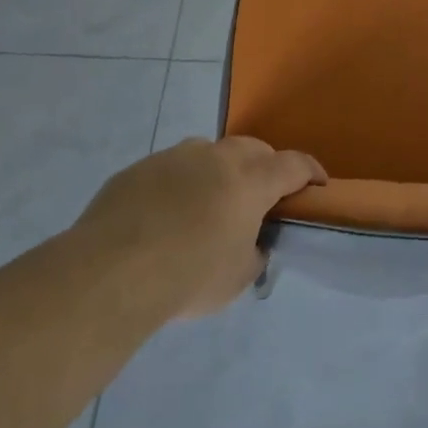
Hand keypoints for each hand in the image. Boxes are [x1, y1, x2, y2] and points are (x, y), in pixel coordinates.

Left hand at [73, 137, 324, 320]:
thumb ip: (253, 252)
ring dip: (218, 171)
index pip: (293, 165)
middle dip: (264, 166)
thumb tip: (250, 243)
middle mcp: (215, 158)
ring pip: (208, 153)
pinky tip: (164, 216)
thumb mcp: (237, 278)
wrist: (110, 273)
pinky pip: (170, 170)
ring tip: (209, 203)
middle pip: (252, 149)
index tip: (316, 184)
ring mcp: (173, 158)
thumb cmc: (188, 276)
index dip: (309, 172)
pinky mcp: (138, 169)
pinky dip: (179, 185)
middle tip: (261, 195)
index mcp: (250, 181)